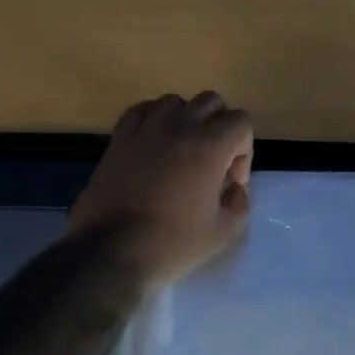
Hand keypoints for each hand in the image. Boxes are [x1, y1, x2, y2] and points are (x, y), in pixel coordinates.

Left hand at [67, 92, 253, 290]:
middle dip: (220, 128)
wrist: (111, 252)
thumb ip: (239, 203)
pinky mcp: (118, 138)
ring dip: (186, 120)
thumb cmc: (172, 243)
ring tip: (181, 152)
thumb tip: (233, 187)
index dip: (243, 151)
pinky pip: (141, 111)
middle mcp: (179, 127)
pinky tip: (153, 145)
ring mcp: (145, 129)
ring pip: (175, 102)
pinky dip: (153, 120)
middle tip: (213, 163)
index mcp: (209, 147)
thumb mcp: (222, 232)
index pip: (241, 122)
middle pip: (211, 102)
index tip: (230, 182)